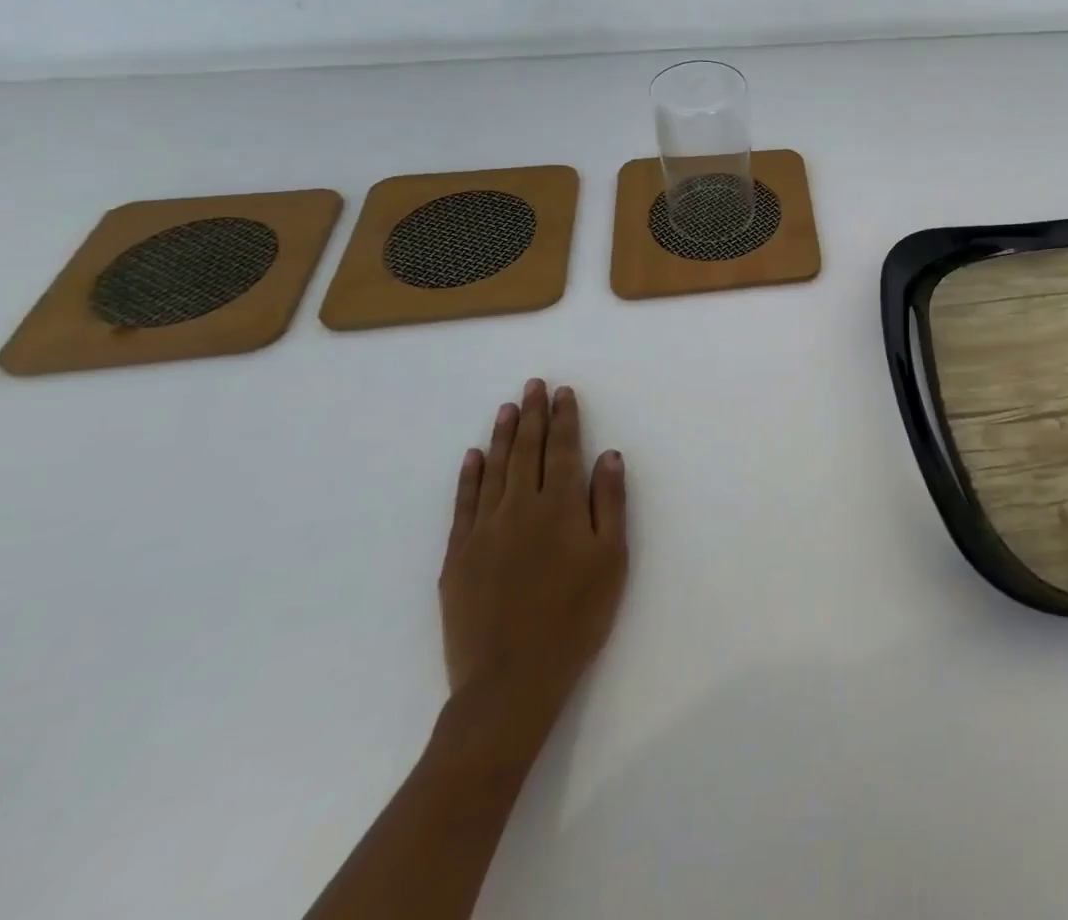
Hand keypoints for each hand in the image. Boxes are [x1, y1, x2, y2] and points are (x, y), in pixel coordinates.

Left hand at [438, 379, 628, 760]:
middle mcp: (518, 508)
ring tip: (508, 407)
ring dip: (502, 436)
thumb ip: (609, 503)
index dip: (564, 418)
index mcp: (559, 507)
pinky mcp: (456, 557)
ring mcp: (482, 531)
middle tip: (533, 385)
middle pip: (526, 451)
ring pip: (493, 470)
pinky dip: (468, 477)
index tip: (563, 392)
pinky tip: (473, 457)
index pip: (561, 450)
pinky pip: (462, 505)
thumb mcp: (611, 559)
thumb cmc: (575, 617)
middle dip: (532, 415)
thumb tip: (608, 455)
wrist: (510, 682)